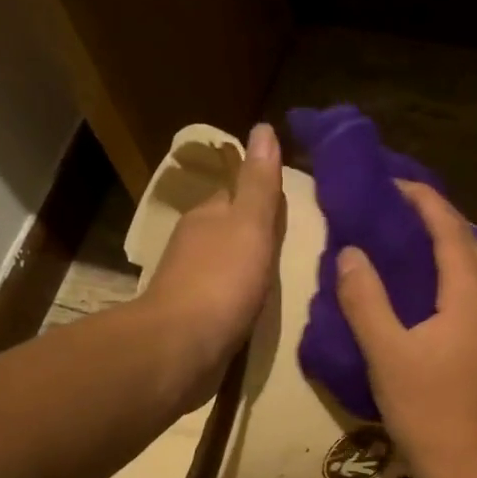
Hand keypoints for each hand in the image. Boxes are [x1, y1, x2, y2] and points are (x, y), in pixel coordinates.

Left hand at [138, 122, 284, 406]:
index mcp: (207, 217)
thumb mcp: (250, 225)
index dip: (261, 196)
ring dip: (247, 271)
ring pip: (225, 268)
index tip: (291, 205)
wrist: (181, 349)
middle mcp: (194, 247)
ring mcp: (190, 286)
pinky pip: (223, 303)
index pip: (236, 195)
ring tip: (283, 280)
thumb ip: (259, 184)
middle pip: (230, 232)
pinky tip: (257, 311)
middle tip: (294, 245)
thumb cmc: (221, 282)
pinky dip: (239, 302)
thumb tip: (262, 128)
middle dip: (255, 236)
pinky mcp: (192, 322)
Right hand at [336, 182, 476, 477]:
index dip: (424, 201)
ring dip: (453, 251)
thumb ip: (365, 299)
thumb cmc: (424, 408)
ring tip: (416, 247)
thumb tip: (351, 253)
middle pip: (473, 246)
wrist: (466, 465)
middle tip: (401, 213)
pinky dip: (459, 280)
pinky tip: (436, 296)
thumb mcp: (384, 352)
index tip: (395, 184)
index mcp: (470, 297)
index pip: (451, 231)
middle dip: (440, 221)